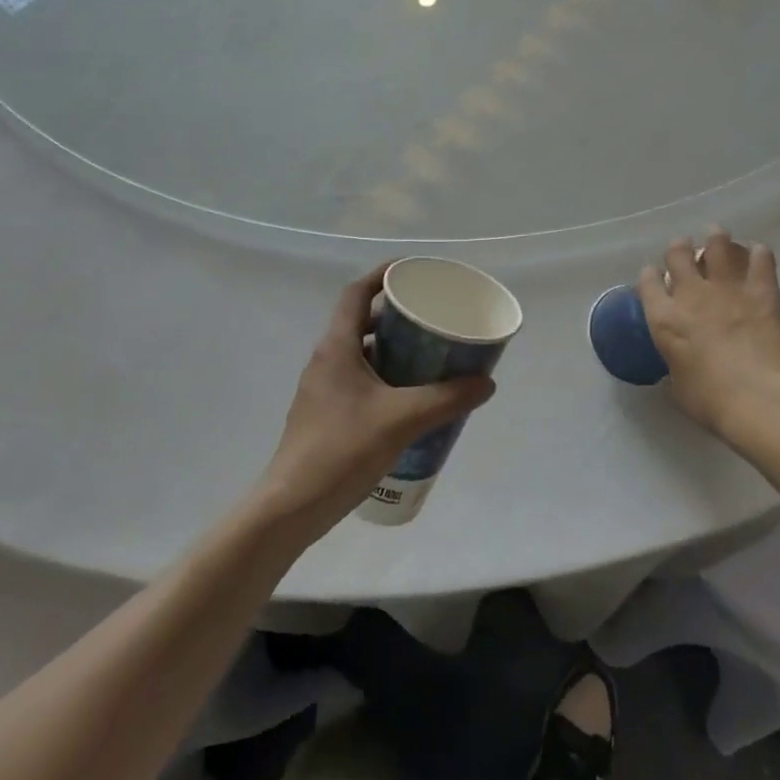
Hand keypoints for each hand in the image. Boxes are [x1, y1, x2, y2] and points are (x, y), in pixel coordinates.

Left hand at [254, 264, 495, 540]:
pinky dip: (385, 378)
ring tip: (429, 356)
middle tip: (432, 318)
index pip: (356, 293)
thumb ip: (446, 399)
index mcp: (337, 347)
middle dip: (396, 316)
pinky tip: (410, 399)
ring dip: (392, 350)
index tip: (412, 272)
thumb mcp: (402, 420)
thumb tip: (487, 382)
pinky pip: (359, 381)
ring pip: (361, 354)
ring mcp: (323, 389)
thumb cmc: (342, 450)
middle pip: (361, 321)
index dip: (382, 275)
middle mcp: (326, 360)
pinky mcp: (326, 415)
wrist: (292, 507)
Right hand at [637, 230, 779, 454]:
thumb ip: (674, 369)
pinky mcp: (762, 291)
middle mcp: (691, 294)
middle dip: (680, 248)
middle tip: (686, 250)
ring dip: (716, 238)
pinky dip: (759, 254)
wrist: (761, 400)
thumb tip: (677, 369)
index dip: (650, 276)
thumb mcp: (678, 389)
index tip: (654, 276)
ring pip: (717, 245)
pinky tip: (759, 255)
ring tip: (717, 236)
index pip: (648, 282)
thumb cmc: (712, 403)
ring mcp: (727, 288)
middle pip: (678, 253)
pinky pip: (761, 259)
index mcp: (664, 319)